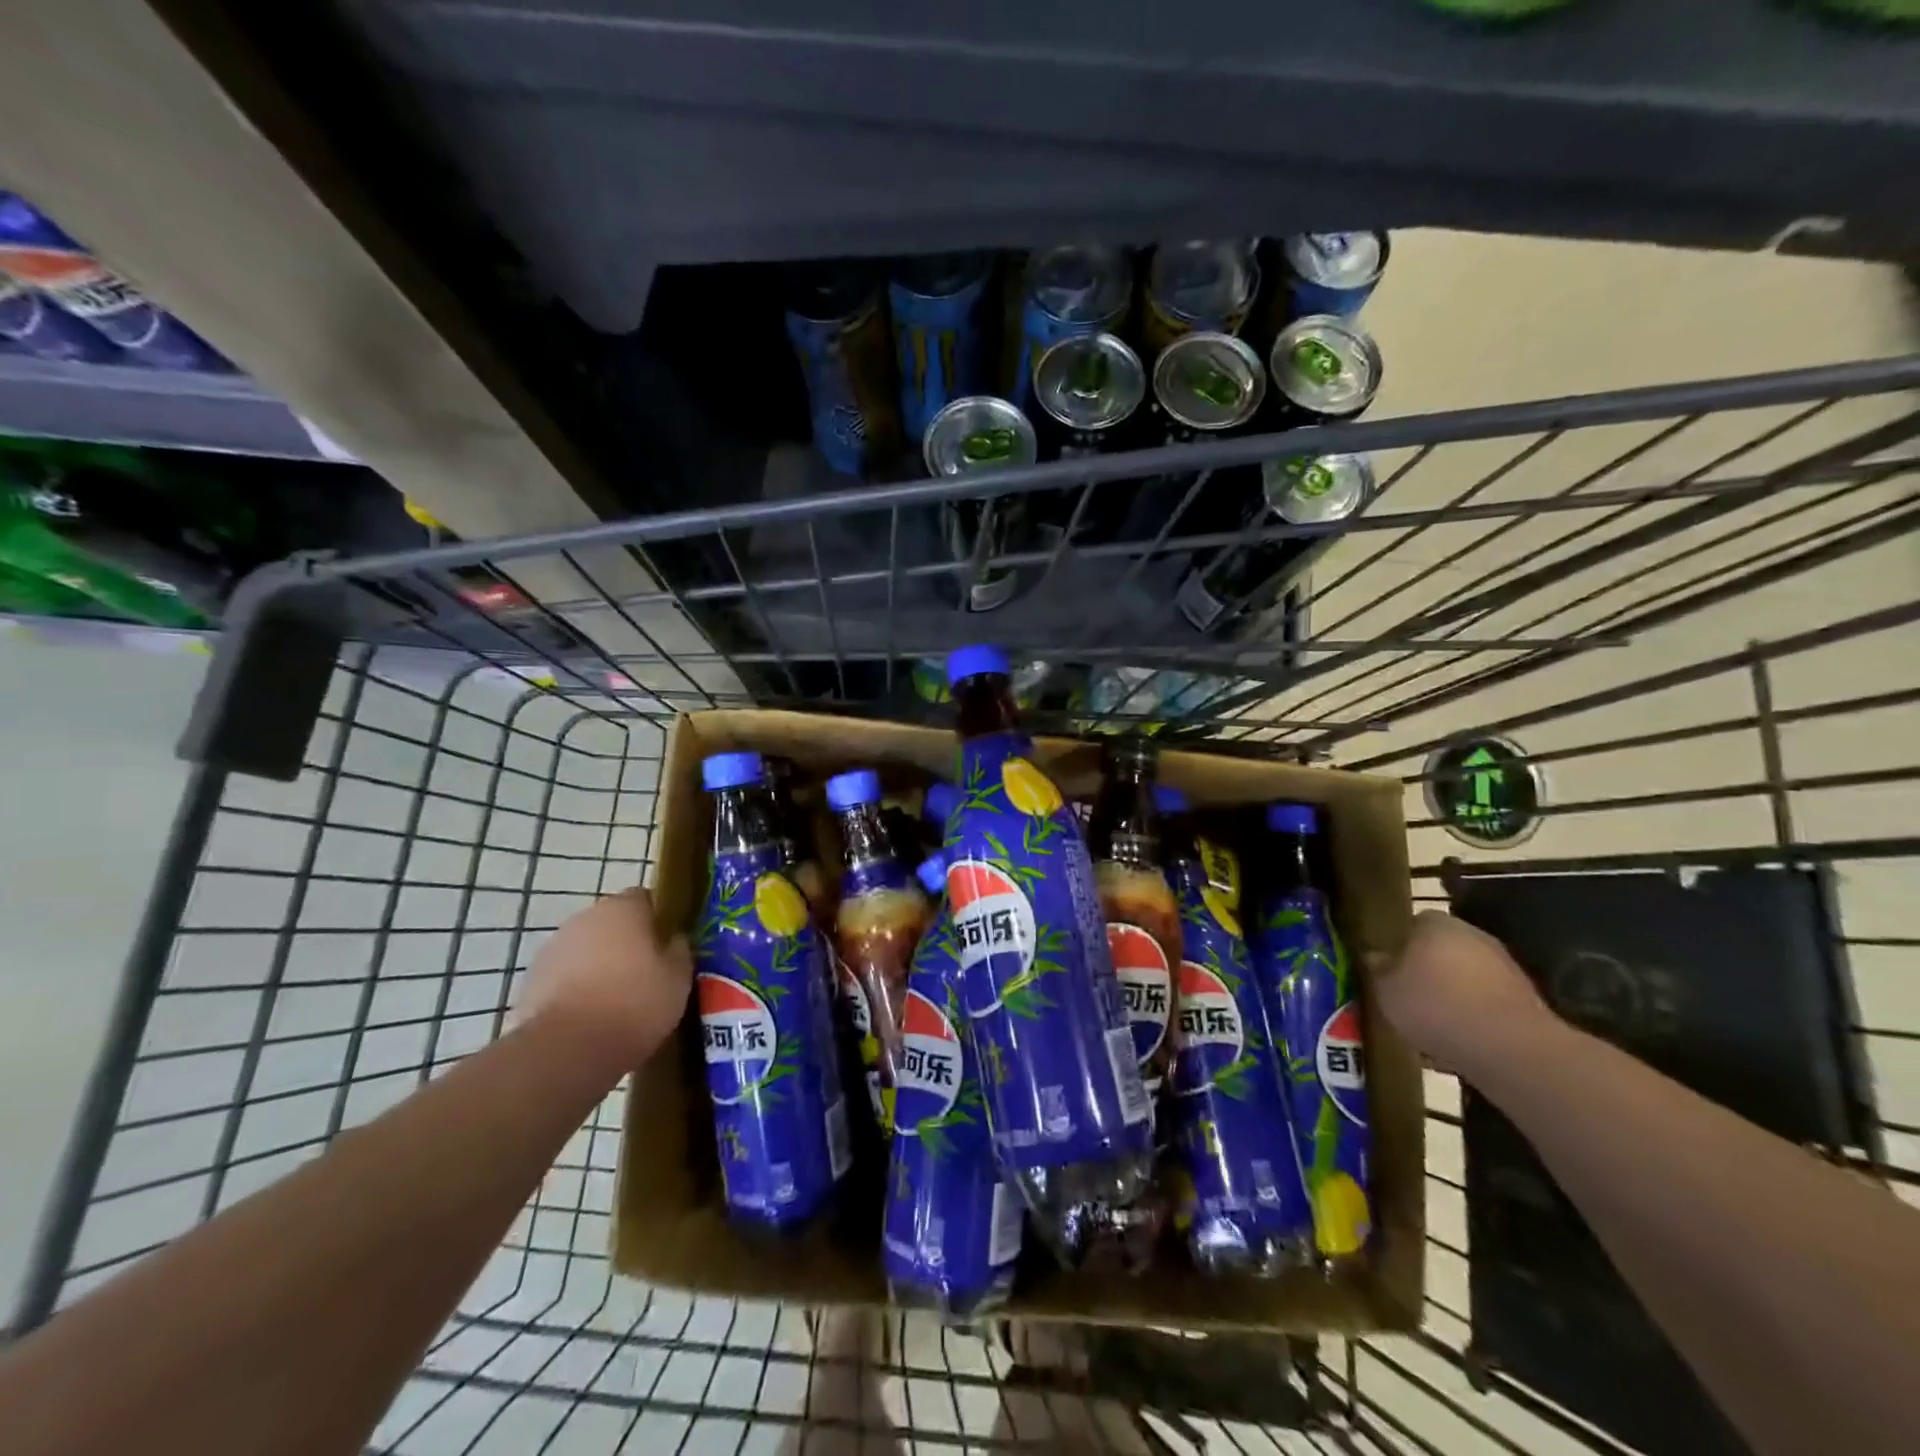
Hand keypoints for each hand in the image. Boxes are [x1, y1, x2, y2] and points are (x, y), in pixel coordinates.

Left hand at [519, 887, 691, 1065]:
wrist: (566, 1050)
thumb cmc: (634, 1004)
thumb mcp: (679, 978)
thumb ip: (679, 950)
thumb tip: (675, 939)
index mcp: (623, 907)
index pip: (646, 899)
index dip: (660, 920)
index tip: (670, 945)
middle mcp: (585, 917)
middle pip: (613, 923)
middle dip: (628, 944)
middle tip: (647, 975)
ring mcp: (553, 948)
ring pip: (587, 950)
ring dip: (600, 966)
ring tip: (617, 1002)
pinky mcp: (531, 981)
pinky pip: (564, 978)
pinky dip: (576, 990)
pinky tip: (590, 1018)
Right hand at [1369, 911, 1552, 1077]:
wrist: (1509, 1047)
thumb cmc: (1435, 1006)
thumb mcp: (1386, 990)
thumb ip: (1378, 969)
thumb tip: (1375, 956)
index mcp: (1435, 923)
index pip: (1412, 923)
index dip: (1399, 944)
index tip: (1389, 967)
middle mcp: (1472, 935)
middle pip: (1442, 948)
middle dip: (1427, 968)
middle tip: (1408, 993)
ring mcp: (1504, 966)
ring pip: (1465, 975)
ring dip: (1452, 992)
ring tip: (1432, 1021)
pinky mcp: (1525, 999)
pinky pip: (1486, 1001)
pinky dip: (1473, 1014)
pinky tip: (1460, 1038)